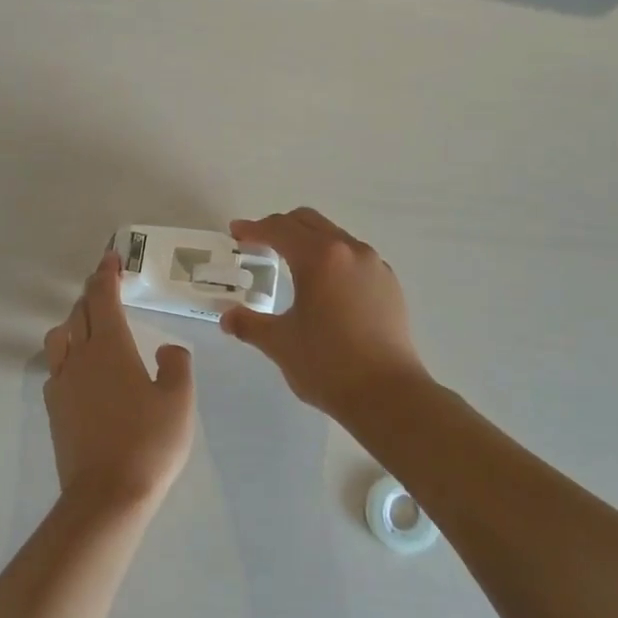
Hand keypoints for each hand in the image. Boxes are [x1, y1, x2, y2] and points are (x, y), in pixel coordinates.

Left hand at [44, 251, 195, 510]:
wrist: (107, 494)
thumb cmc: (149, 442)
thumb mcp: (179, 401)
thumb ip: (176, 365)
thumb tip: (168, 349)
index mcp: (111, 347)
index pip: (103, 298)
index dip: (106, 274)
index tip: (111, 257)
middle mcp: (80, 356)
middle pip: (78, 312)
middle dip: (92, 294)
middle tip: (106, 286)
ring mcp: (62, 382)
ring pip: (60, 337)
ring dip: (74, 321)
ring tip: (91, 325)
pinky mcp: (54, 407)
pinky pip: (56, 367)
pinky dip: (67, 354)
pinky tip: (82, 369)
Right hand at [221, 208, 428, 417]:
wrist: (387, 394)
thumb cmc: (327, 364)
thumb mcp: (279, 343)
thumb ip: (249, 324)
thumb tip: (228, 318)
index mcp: (319, 258)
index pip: (280, 229)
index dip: (254, 229)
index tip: (236, 232)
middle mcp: (350, 251)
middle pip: (309, 222)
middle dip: (281, 227)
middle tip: (258, 243)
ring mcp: (375, 267)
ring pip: (335, 237)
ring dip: (309, 241)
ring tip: (291, 264)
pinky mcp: (390, 286)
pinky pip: (355, 258)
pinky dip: (332, 260)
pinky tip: (325, 287)